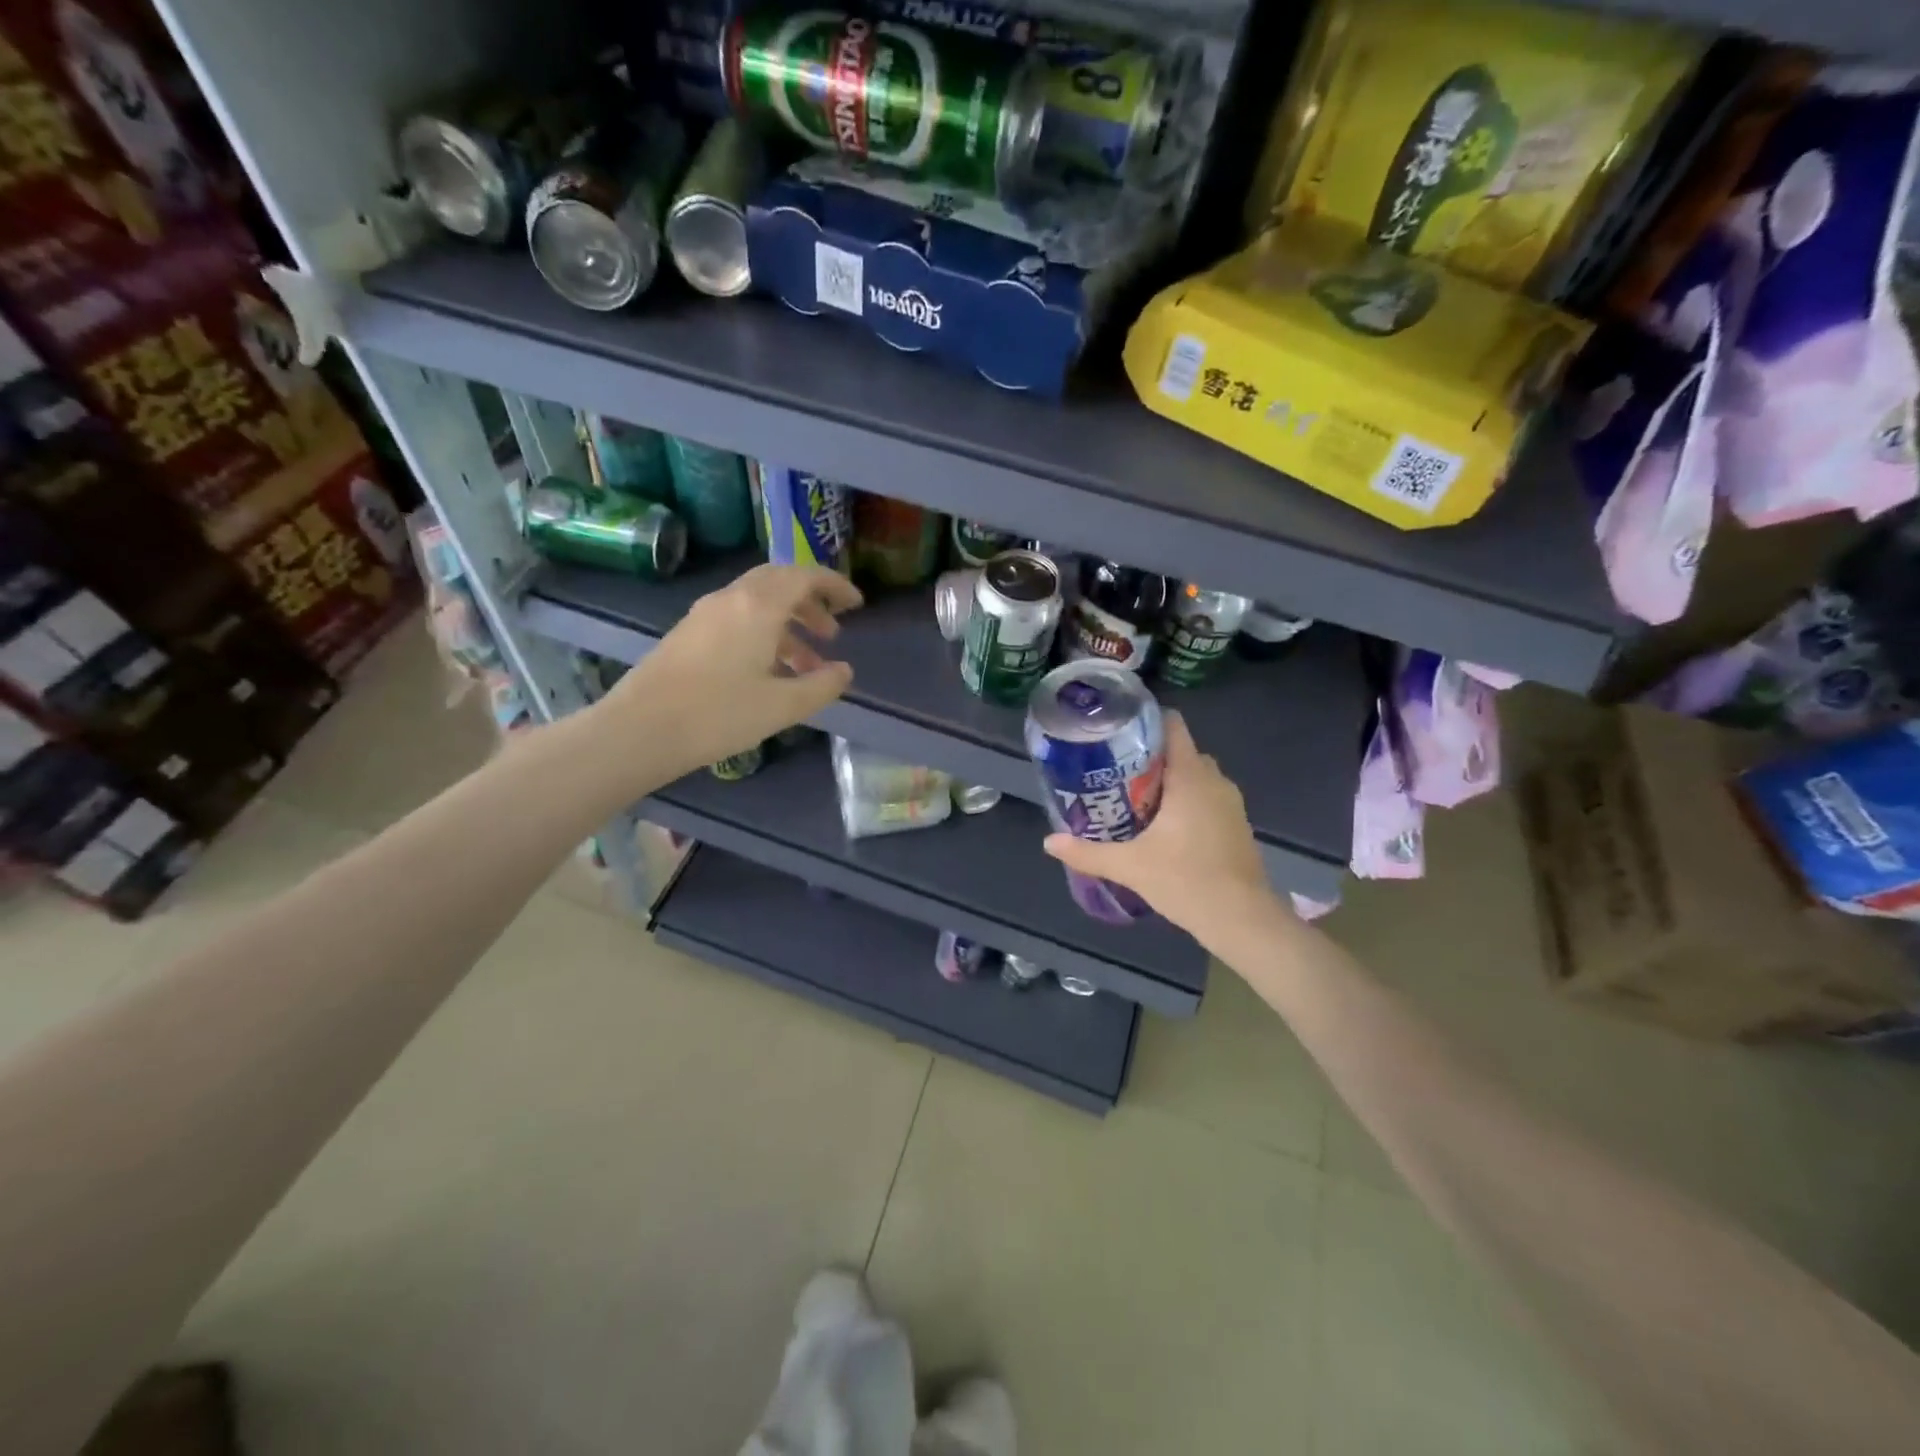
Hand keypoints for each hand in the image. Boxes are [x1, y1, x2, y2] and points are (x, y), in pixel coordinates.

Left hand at [596, 564, 862, 779]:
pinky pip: (737, 618)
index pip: (804, 576)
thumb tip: (844, 671)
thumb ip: (822, 686)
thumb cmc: (719, 715)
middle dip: (810, 602)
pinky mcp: (688, 633)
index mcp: (758, 606)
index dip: (835, 586)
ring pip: (756, 602)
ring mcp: (704, 614)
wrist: (640, 730)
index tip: (856, 605)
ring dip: (787, 622)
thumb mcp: (783, 706)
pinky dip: (763, 632)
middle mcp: (731, 599)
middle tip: (831, 632)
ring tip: (807, 662)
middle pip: (778, 582)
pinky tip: (768, 670)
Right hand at [1042, 711, 1279, 936]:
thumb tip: (1048, 842)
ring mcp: (1231, 803)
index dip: (1147, 721)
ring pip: (1197, 776)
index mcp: (1191, 778)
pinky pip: (1208, 797)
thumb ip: (1088, 852)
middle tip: (1116, 771)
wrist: (1242, 920)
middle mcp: (1215, 781)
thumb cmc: (1186, 881)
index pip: (1174, 727)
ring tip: (1134, 797)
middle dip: (1152, 757)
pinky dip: (1187, 801)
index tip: (1119, 731)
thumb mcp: (1130, 866)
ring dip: (1171, 781)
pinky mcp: (1237, 824)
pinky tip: (1164, 826)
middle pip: (1182, 751)